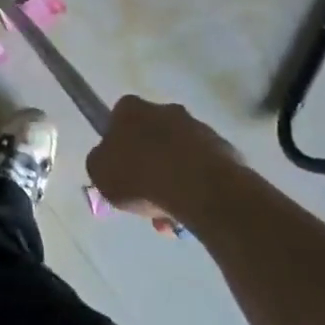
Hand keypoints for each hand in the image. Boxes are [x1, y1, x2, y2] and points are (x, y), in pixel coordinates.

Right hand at [86, 95, 242, 229]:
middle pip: (152, 137)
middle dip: (150, 164)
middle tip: (145, 196)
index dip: (118, 144)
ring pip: (180, 157)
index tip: (120, 169)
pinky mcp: (226, 151)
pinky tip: (190, 215)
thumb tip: (109, 162)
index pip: (119, 119)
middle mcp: (166, 110)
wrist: (198, 189)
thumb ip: (101, 163)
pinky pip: (204, 171)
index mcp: (132, 108)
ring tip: (169, 215)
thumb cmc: (139, 176)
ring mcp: (199, 129)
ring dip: (173, 181)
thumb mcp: (99, 172)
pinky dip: (197, 190)